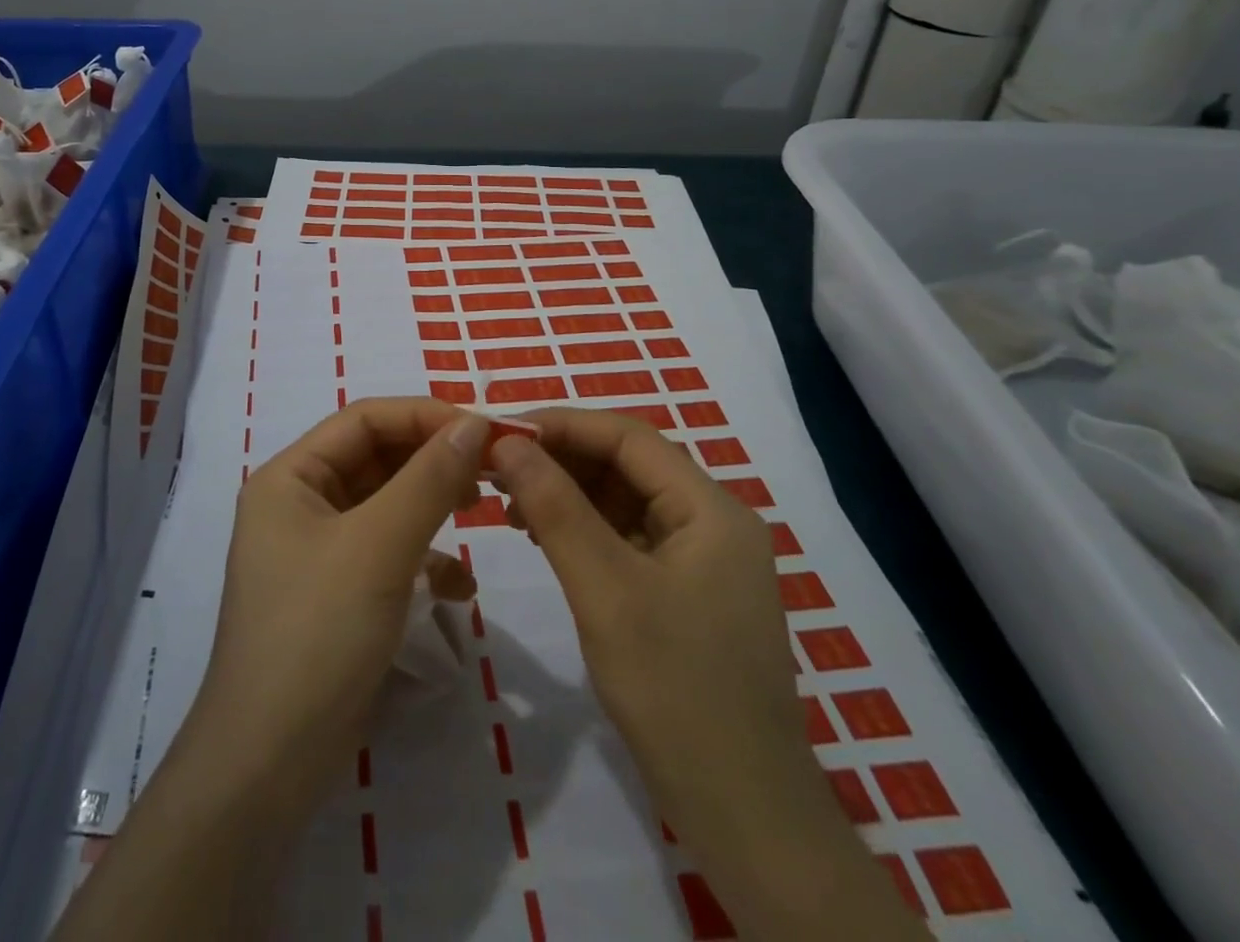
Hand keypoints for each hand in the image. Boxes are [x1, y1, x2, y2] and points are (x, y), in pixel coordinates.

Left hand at [183, 397, 488, 822]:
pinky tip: (458, 589)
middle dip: (433, 460)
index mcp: (291, 476)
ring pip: (385, 505)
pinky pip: (386, 553)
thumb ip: (429, 479)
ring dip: (433, 506)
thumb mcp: (379, 546)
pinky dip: (423, 560)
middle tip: (492, 468)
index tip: (486, 428)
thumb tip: (475, 424)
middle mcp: (299, 503)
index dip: (425, 416)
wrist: (269, 765)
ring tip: (481, 511)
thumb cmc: (318, 633)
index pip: (365, 420)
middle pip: (376, 459)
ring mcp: (316, 551)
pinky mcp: (336, 594)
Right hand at [491, 408, 928, 940]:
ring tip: (509, 503)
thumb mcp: (604, 588)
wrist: (743, 814)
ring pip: (623, 500)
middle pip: (626, 465)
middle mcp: (712, 521)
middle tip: (496, 468)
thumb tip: (508, 443)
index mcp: (710, 508)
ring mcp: (702, 559)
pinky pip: (627, 538)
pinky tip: (542, 537)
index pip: (628, 437)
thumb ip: (555, 506)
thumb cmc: (675, 689)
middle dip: (560, 460)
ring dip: (567, 494)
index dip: (562, 425)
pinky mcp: (686, 592)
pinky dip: (583, 529)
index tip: (502, 431)